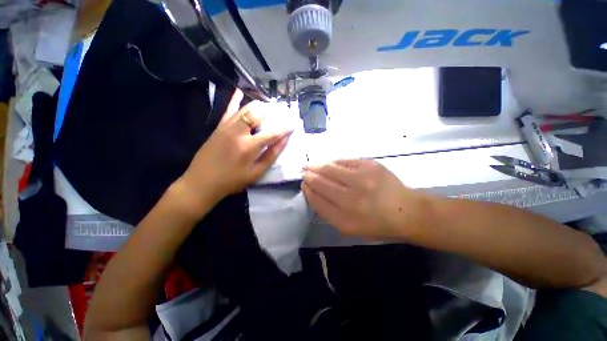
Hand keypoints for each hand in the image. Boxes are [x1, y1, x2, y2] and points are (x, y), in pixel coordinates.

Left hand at [176, 89, 291, 214]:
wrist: (201, 182)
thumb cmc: (232, 181)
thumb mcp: (256, 173)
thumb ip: (271, 155)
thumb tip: (284, 140)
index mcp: (249, 147)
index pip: (272, 133)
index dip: (284, 127)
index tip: (293, 122)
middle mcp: (238, 132)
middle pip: (258, 113)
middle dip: (271, 111)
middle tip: (280, 112)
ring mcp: (227, 127)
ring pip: (245, 109)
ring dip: (259, 106)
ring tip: (268, 107)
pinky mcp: (218, 127)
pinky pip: (228, 109)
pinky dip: (235, 100)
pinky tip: (240, 91)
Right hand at [302, 159, 429, 239]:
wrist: (407, 211)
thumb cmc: (377, 224)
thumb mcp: (350, 228)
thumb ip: (329, 212)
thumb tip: (313, 192)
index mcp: (345, 220)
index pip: (317, 200)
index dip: (308, 190)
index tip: (304, 184)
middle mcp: (351, 200)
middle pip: (321, 183)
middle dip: (309, 176)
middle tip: (305, 172)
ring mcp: (362, 180)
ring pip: (330, 169)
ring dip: (317, 166)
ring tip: (311, 165)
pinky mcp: (370, 166)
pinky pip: (344, 161)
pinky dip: (334, 162)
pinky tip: (329, 163)